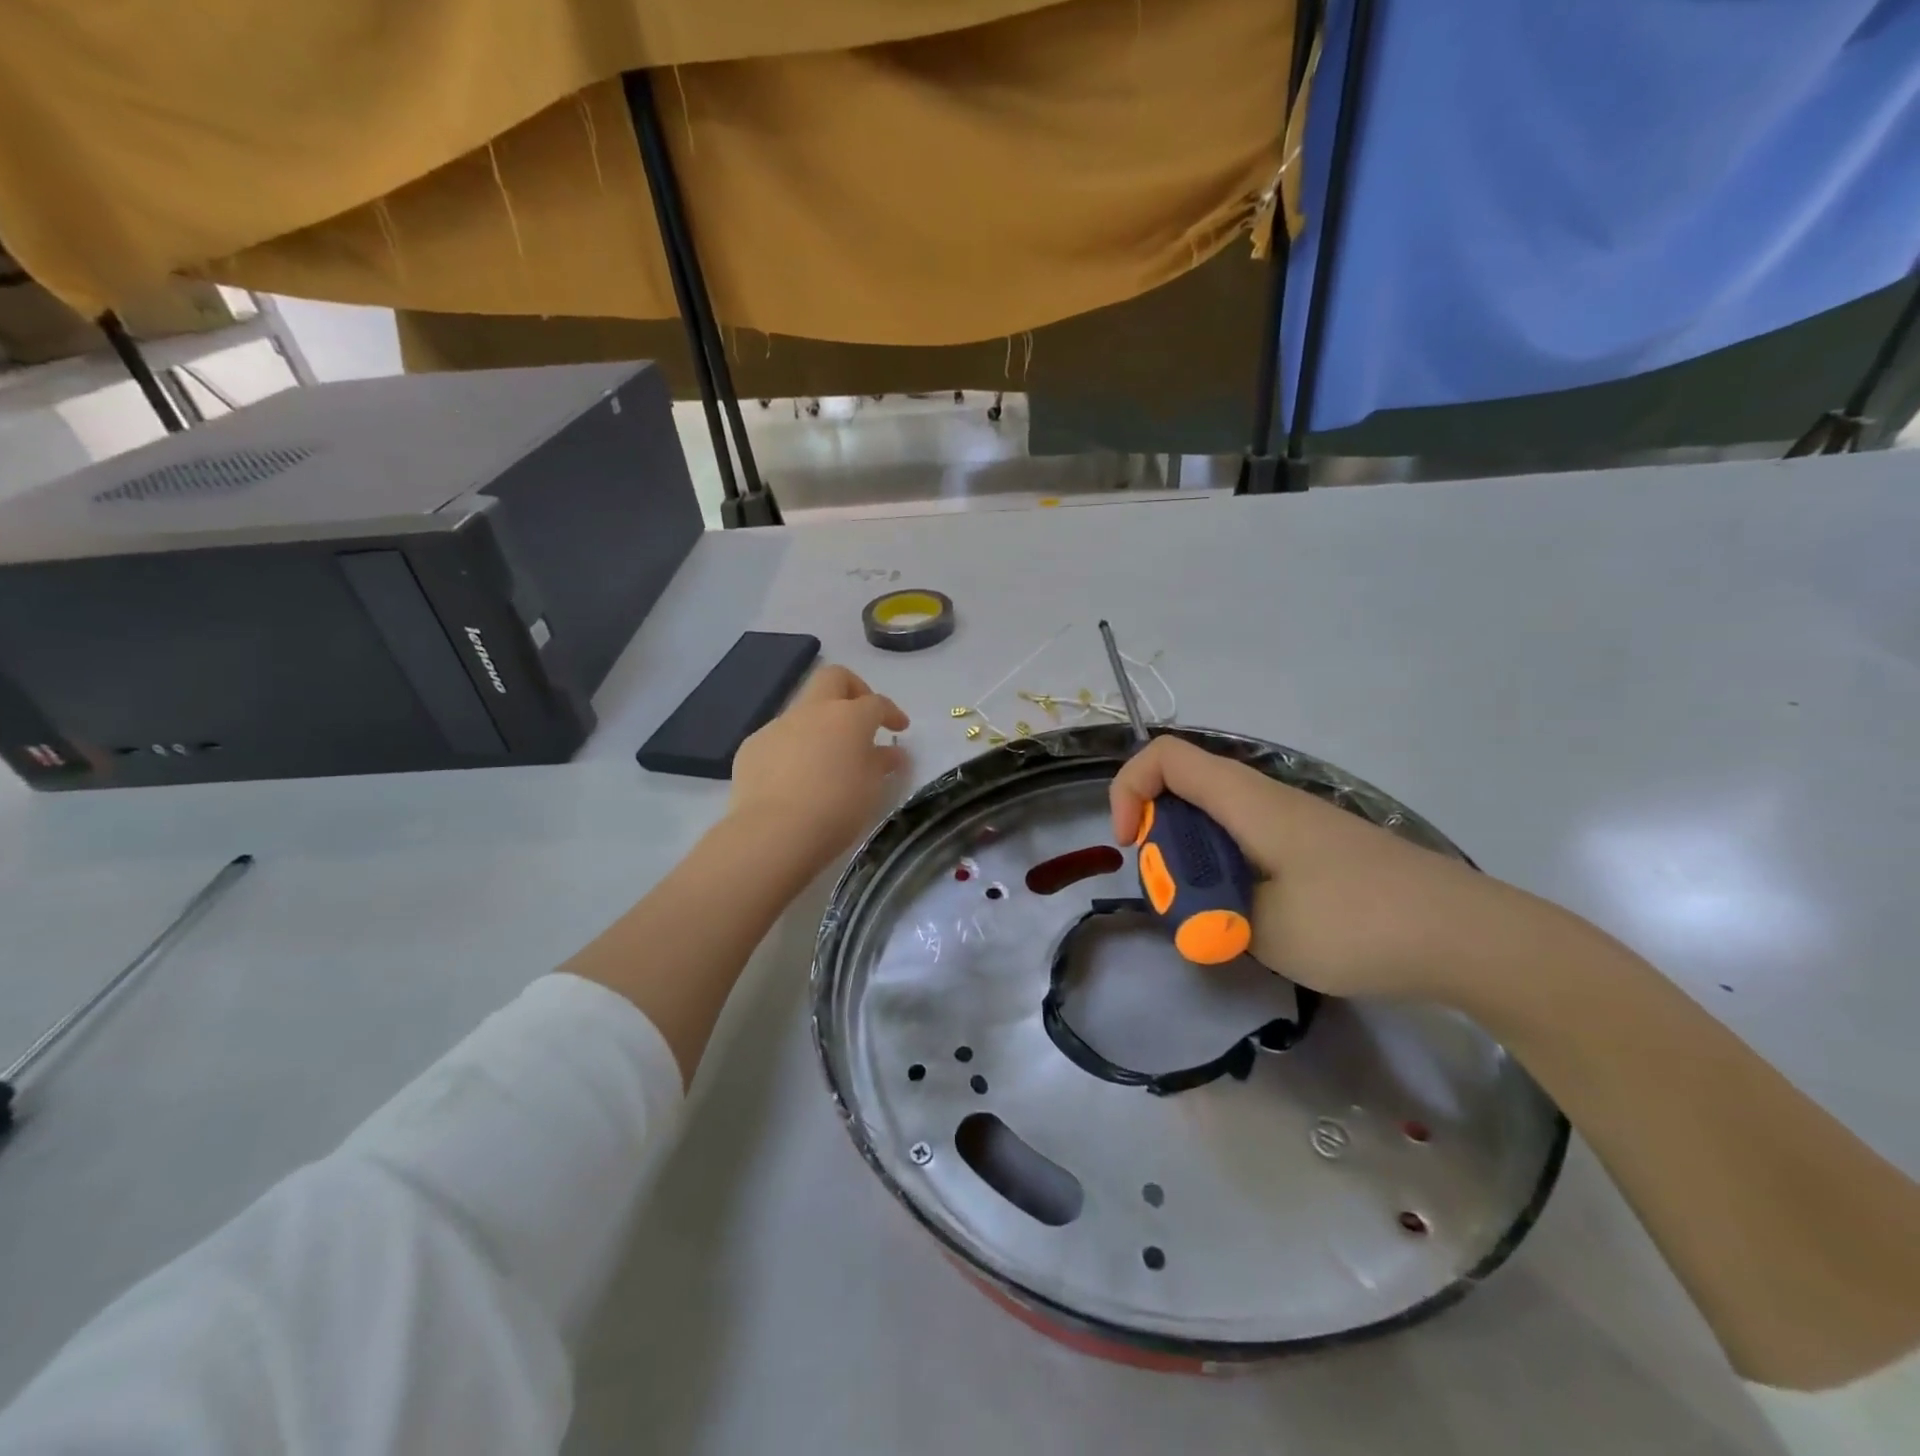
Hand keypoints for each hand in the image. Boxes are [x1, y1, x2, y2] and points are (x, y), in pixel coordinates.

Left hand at [728, 664, 910, 864]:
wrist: (775, 832)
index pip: (876, 703)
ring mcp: (777, 726)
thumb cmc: (837, 809)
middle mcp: (812, 712)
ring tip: (827, 759)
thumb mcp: (871, 789)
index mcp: (848, 717)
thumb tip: (891, 754)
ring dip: (819, 725)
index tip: (900, 729)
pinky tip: (795, 779)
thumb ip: (881, 764)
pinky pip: (779, 739)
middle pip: (833, 678)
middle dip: (852, 689)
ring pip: (803, 711)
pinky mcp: (751, 747)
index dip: (891, 713)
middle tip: (861, 716)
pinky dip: (793, 749)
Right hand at [1109, 736, 1520, 1000]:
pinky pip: (1251, 845)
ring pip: (1219, 822)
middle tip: (1180, 898)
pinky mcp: (1319, 850)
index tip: (1130, 845)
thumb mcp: (1262, 928)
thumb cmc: (1358, 922)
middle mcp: (1268, 799)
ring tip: (1218, 919)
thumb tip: (1197, 906)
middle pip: (1186, 790)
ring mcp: (1298, 823)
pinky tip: (1258, 921)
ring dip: (1198, 863)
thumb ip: (1209, 911)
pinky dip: (1232, 873)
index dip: (1129, 790)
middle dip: (1162, 840)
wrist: (1470, 937)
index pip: (1164, 757)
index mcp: (1247, 801)